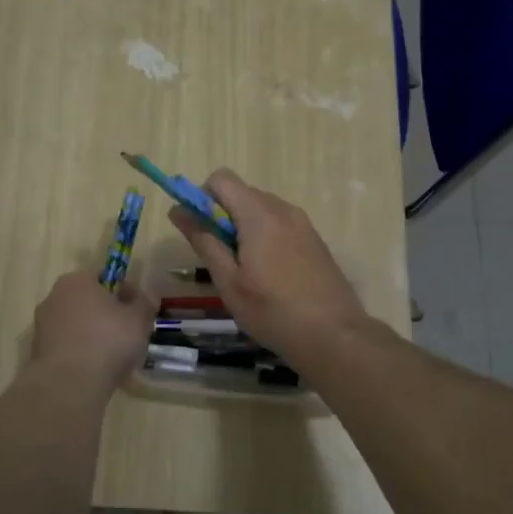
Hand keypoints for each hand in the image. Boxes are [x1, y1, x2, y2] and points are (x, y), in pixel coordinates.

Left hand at [29, 269, 159, 395]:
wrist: (69, 385)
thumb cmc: (107, 341)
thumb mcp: (138, 319)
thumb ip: (144, 303)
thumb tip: (145, 298)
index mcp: (77, 280)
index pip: (106, 276)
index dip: (126, 291)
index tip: (139, 310)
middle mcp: (54, 296)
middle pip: (89, 301)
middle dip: (109, 314)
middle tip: (130, 332)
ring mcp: (42, 325)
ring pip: (78, 324)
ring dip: (94, 334)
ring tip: (114, 356)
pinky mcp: (38, 351)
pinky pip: (68, 345)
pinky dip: (81, 352)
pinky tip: (96, 369)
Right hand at [166, 169, 368, 365]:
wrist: (334, 334)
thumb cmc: (273, 311)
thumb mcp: (229, 281)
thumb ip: (204, 241)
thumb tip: (178, 210)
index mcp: (259, 214)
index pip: (222, 178)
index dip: (203, 197)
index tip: (200, 230)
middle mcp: (283, 209)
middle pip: (242, 193)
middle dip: (223, 215)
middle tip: (220, 257)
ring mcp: (303, 223)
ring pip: (262, 209)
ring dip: (244, 227)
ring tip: (245, 270)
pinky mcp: (315, 240)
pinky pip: (281, 224)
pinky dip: (266, 236)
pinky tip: (269, 274)